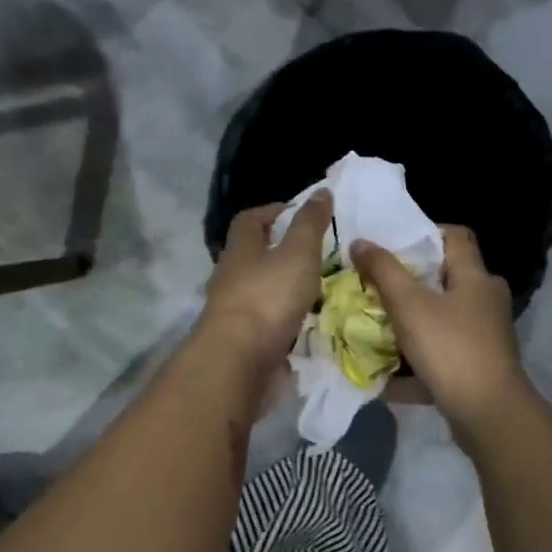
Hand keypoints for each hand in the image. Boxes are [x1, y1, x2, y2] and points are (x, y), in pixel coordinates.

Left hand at [196, 193, 332, 370]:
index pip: (250, 219)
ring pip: (259, 289)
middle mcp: (230, 276)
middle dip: (280, 252)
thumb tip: (321, 191)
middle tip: (315, 254)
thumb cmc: (268, 297)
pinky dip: (283, 318)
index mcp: (240, 249)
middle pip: (252, 255)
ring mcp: (232, 310)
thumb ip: (310, 224)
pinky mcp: (240, 339)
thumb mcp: (298, 253)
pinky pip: (264, 321)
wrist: (238, 360)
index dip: (274, 211)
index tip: (300, 214)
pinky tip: (304, 323)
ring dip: (282, 287)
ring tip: (316, 290)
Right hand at [351, 226, 532, 430]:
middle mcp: (486, 300)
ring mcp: (484, 335)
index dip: (424, 232)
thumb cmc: (450, 348)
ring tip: (376, 324)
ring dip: (411, 321)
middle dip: (410, 281)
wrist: (488, 413)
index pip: (455, 235)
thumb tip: (360, 242)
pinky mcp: (477, 365)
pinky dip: (416, 360)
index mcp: (476, 277)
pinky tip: (388, 374)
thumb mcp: (409, 305)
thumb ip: (383, 271)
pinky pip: (441, 353)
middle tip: (375, 284)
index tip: (391, 242)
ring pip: (441, 318)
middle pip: (445, 278)